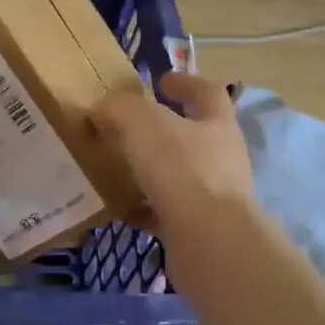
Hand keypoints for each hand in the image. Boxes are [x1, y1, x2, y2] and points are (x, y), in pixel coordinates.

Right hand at [93, 72, 252, 236]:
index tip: (160, 81)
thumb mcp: (143, 123)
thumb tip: (102, 109)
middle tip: (126, 128)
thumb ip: (120, 109)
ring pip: (178, 175)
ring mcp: (214, 196)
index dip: (185, 82)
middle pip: (193, 135)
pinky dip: (143, 209)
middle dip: (162, 130)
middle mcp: (222, 157)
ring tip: (116, 168)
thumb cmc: (182, 170)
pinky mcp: (199, 230)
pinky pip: (166, 213)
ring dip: (150, 171)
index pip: (208, 92)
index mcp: (217, 124)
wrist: (210, 243)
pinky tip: (119, 209)